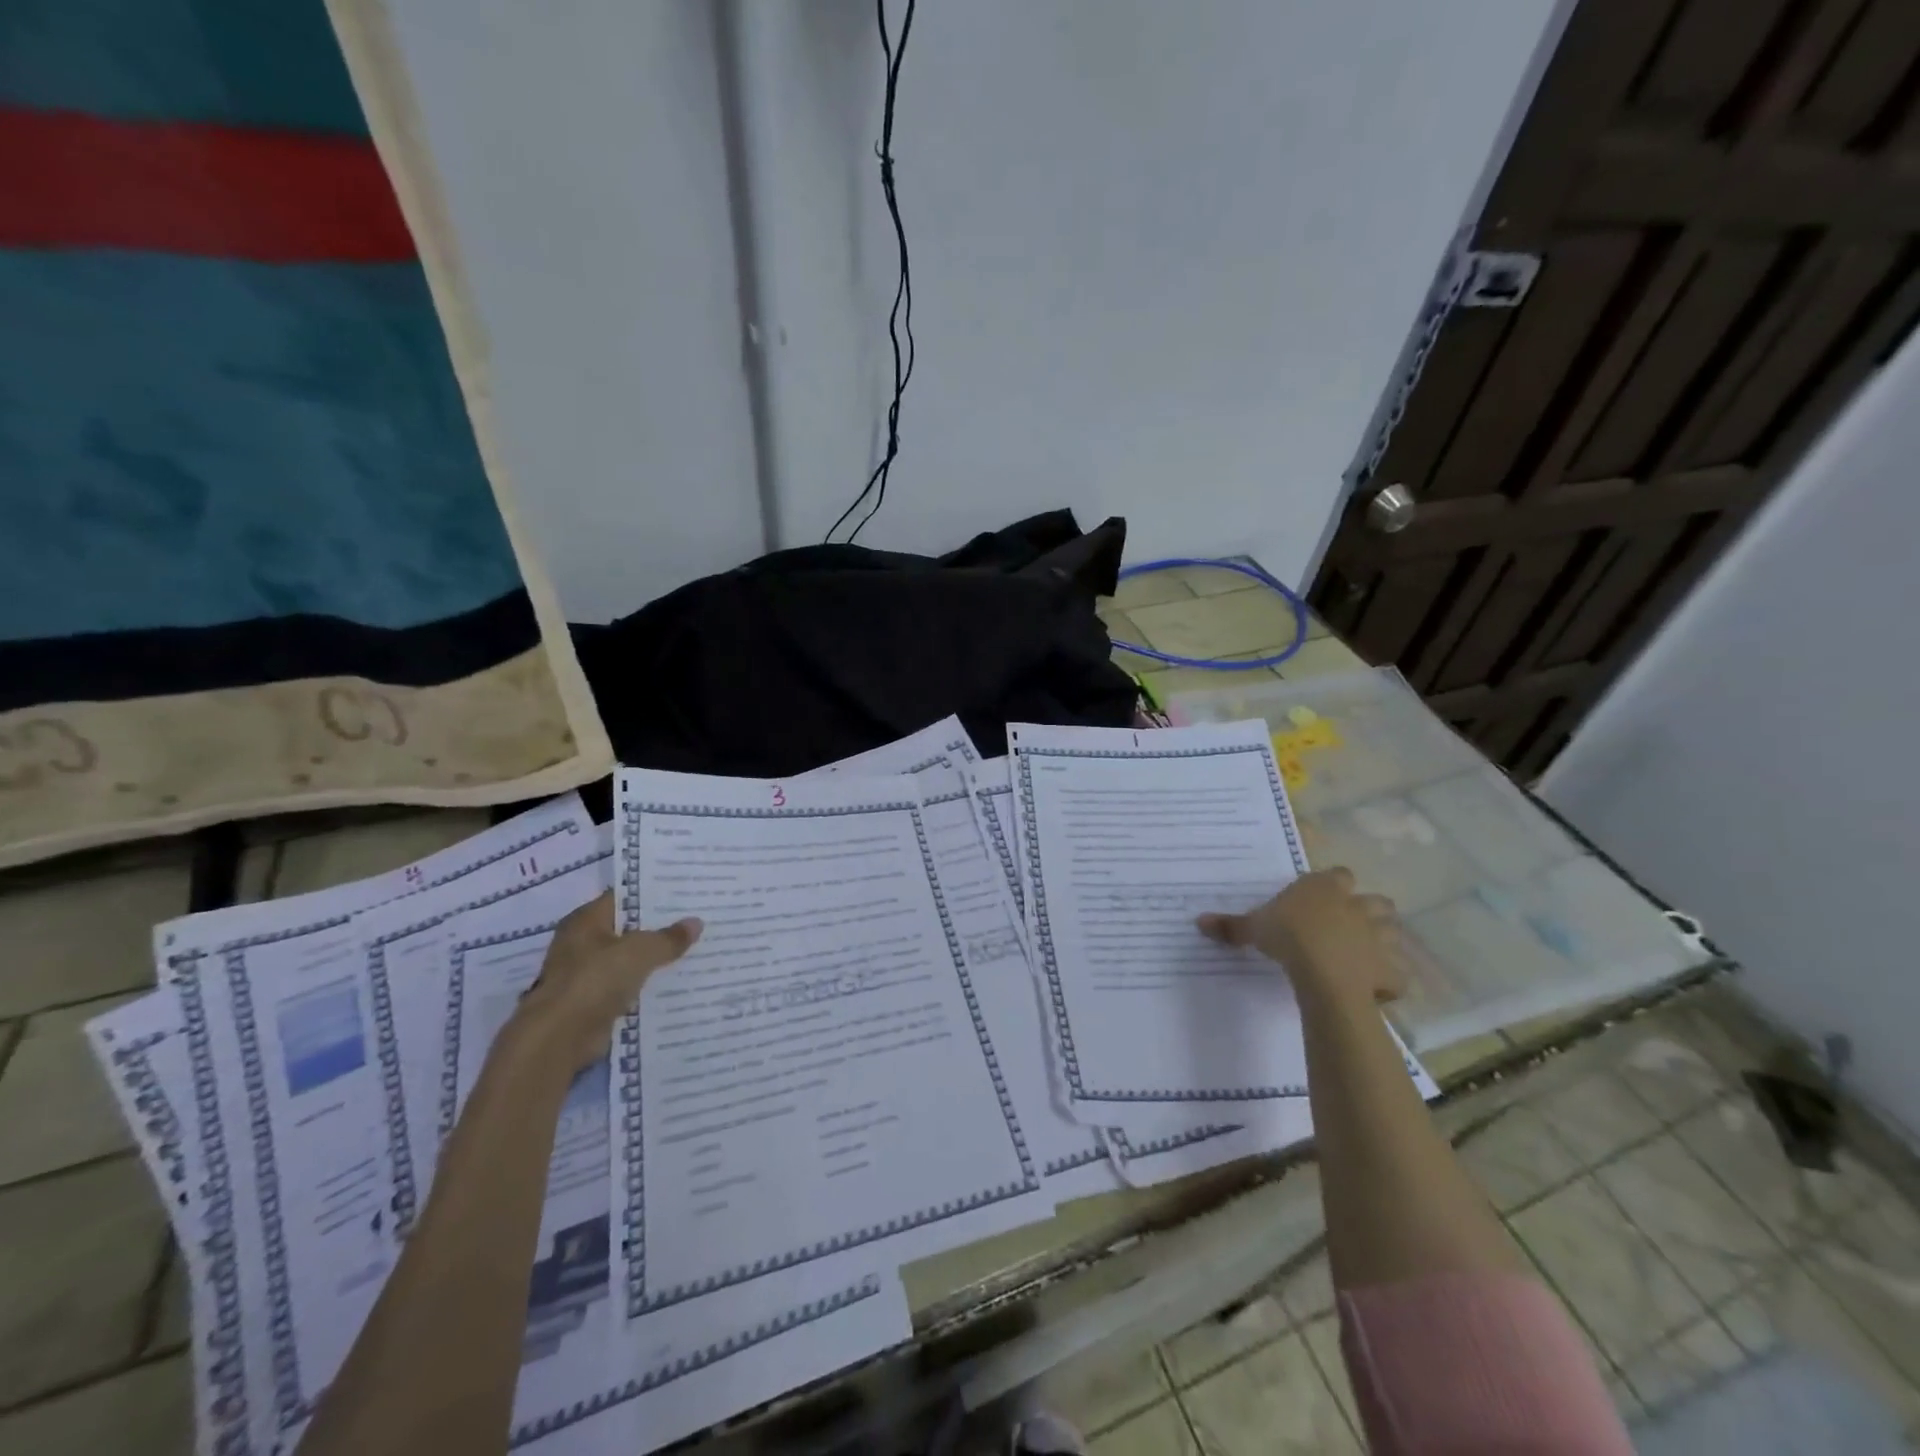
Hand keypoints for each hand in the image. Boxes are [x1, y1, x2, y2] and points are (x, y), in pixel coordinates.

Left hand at [510, 893, 701, 1070]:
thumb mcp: (640, 951)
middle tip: (696, 921)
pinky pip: (626, 987)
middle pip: (627, 929)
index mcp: (585, 920)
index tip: (684, 894)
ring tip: (693, 951)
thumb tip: (696, 923)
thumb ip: (668, 938)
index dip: (653, 895)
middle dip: (658, 928)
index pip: (623, 898)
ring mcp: (585, 974)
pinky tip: (675, 983)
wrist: (559, 1037)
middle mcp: (581, 943)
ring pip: (628, 960)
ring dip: (653, 960)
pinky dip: (645, 987)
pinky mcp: (591, 1002)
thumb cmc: (595, 980)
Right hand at [1197, 868, 1404, 1009]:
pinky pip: (1396, 974)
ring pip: (1393, 932)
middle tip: (1348, 926)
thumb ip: (1231, 924)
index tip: (1320, 899)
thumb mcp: (1253, 928)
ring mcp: (1381, 937)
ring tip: (1363, 955)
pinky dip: (1388, 979)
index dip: (1333, 885)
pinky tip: (1373, 988)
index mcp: (1326, 888)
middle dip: (1368, 911)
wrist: (1325, 974)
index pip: (1339, 875)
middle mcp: (1359, 906)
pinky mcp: (1391, 970)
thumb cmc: (1288, 937)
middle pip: (1376, 901)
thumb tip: (1198, 921)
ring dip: (1383, 942)